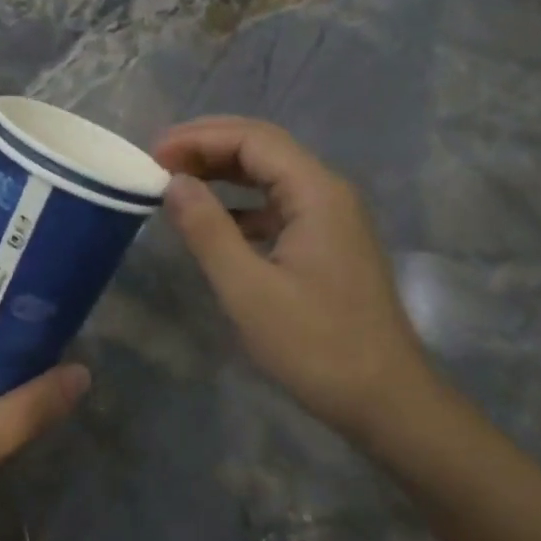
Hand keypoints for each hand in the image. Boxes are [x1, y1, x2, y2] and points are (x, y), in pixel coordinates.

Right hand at [154, 117, 433, 438]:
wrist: (387, 402)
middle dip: (208, 146)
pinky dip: (240, 203)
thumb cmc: (316, 345)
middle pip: (263, 147)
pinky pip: (277, 205)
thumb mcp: (248, 289)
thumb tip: (173, 183)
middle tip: (158, 160)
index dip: (198, 138)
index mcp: (316, 192)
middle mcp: (328, 192)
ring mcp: (331, 218)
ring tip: (176, 180)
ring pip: (270, 175)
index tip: (153, 155)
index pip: (252, 139)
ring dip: (222, 171)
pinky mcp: (327, 243)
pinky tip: (213, 221)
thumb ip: (207, 229)